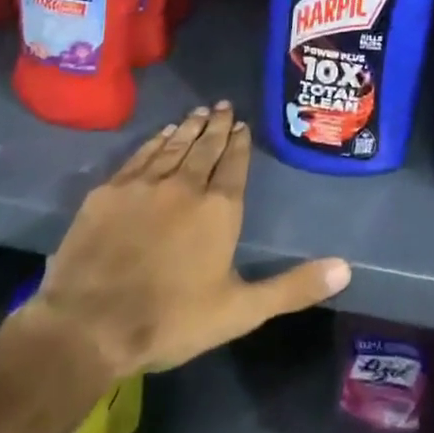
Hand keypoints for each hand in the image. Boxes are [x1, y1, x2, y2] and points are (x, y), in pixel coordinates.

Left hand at [26, 103, 350, 388]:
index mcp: (219, 208)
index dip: (240, 143)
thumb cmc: (170, 320)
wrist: (87, 327)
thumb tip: (346, 268)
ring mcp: (145, 184)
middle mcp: (186, 185)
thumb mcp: (240, 311)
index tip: (242, 124)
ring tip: (198, 112)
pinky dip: (154, 141)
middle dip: (216, 125)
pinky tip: (160, 135)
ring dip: (188, 127)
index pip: (234, 164)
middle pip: (205, 147)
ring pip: (173, 145)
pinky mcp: (109, 191)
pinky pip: (140, 155)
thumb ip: (293, 287)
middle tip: (222, 105)